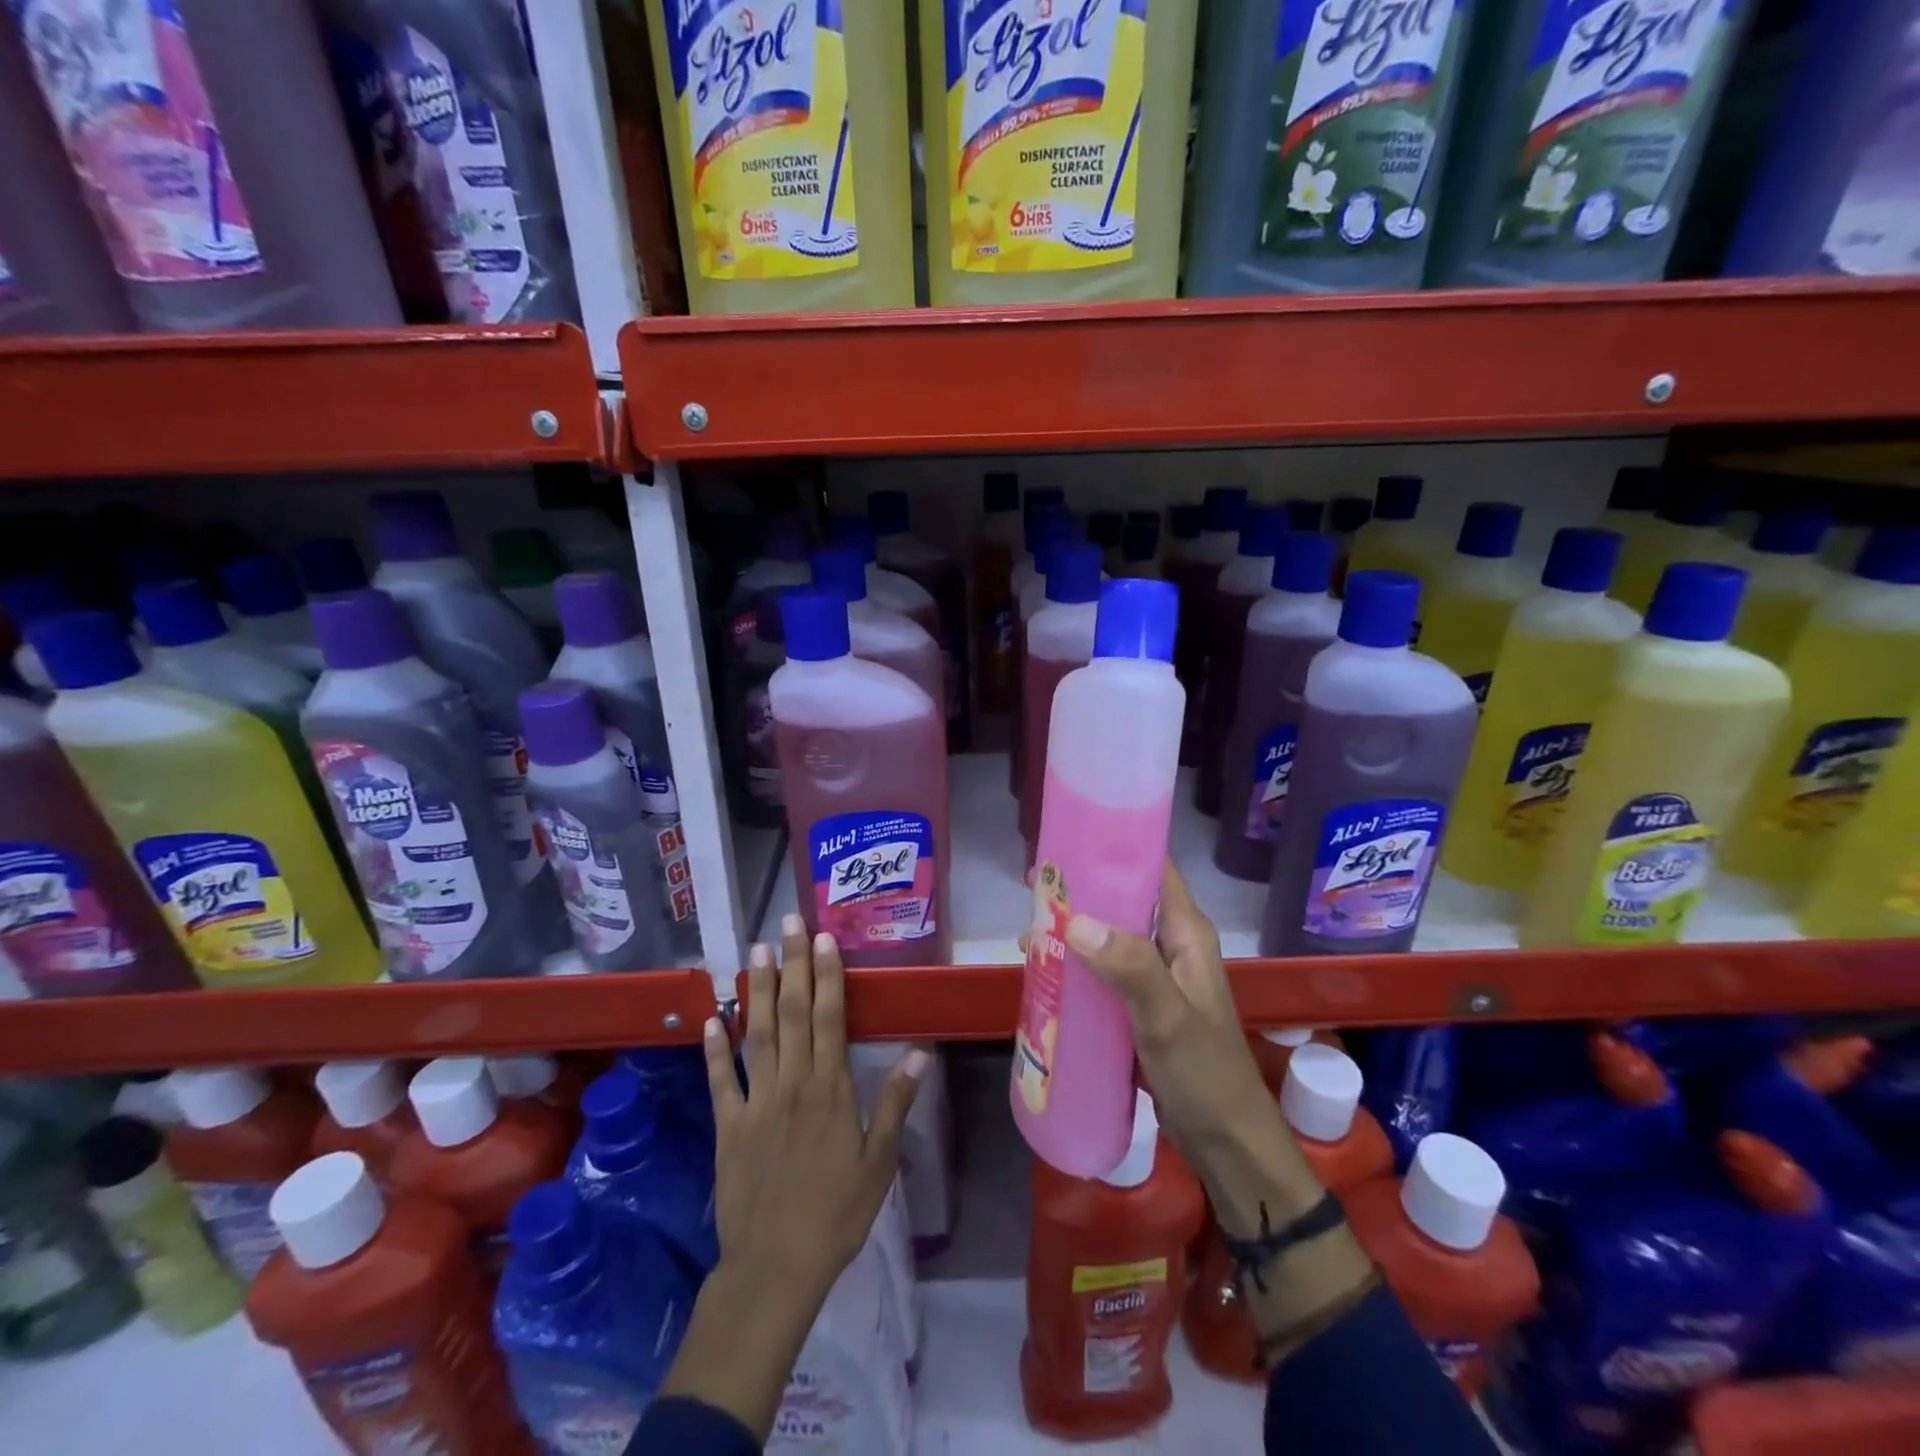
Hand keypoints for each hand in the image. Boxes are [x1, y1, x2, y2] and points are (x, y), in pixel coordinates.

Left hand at [705, 914, 925, 1303]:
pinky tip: (712, 1017)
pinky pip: (720, 1080)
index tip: (823, 938)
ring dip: (757, 990)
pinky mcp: (727, 1125)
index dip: (827, 974)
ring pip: (757, 1034)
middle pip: (793, 1013)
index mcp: (831, 1089)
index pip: (830, 1018)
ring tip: (755, 950)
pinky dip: (715, 1048)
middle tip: (788, 923)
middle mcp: (792, 1083)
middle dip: (792, 964)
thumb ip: (895, 1102)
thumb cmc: (837, 1213)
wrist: (776, 1267)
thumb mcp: (880, 1162)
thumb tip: (922, 1052)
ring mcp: (756, 1102)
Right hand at [1061, 863, 1376, 1368]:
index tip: (1068, 839)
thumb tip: (1076, 921)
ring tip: (1027, 932)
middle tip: (1033, 889)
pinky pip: (1103, 972)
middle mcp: (1172, 946)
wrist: (1227, 1144)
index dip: (1114, 848)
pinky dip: (1076, 966)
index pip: (1153, 869)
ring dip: (1073, 931)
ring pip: (1109, 937)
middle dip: (1081, 891)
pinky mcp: (1140, 1006)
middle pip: (1123, 900)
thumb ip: (1130, 968)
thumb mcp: (1167, 1019)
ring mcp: (1155, 977)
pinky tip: (1045, 973)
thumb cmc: (1205, 1075)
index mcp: (1187, 933)